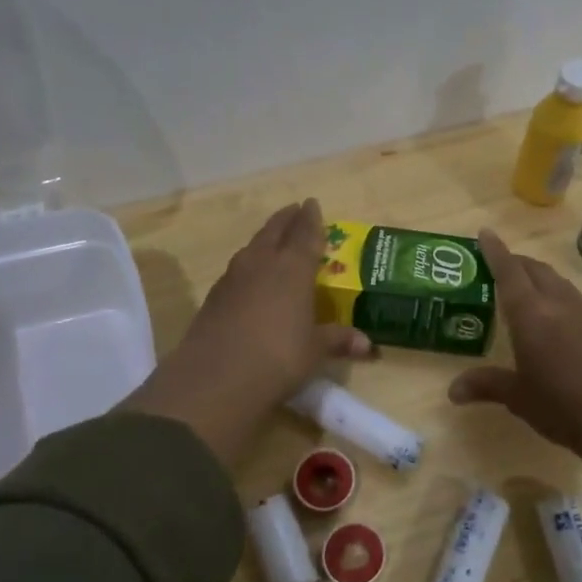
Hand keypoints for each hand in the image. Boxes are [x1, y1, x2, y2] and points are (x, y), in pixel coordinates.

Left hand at [123, 199, 370, 464]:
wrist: (216, 378)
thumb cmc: (278, 357)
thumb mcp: (315, 351)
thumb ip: (338, 340)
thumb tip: (368, 345)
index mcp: (292, 268)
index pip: (305, 233)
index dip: (311, 218)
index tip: (312, 203)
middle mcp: (262, 263)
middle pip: (275, 231)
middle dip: (286, 219)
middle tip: (294, 210)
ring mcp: (233, 278)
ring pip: (252, 248)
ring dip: (264, 239)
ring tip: (272, 240)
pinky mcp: (214, 297)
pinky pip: (237, 270)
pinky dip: (248, 265)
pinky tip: (250, 277)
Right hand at [449, 228, 581, 514]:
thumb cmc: (561, 405)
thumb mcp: (518, 397)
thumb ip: (487, 386)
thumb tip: (453, 391)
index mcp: (530, 314)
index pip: (509, 272)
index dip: (495, 251)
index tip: (485, 232)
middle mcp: (558, 304)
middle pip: (536, 270)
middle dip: (516, 262)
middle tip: (500, 266)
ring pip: (559, 282)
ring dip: (540, 277)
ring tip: (527, 288)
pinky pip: (576, 300)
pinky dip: (559, 296)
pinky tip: (558, 317)